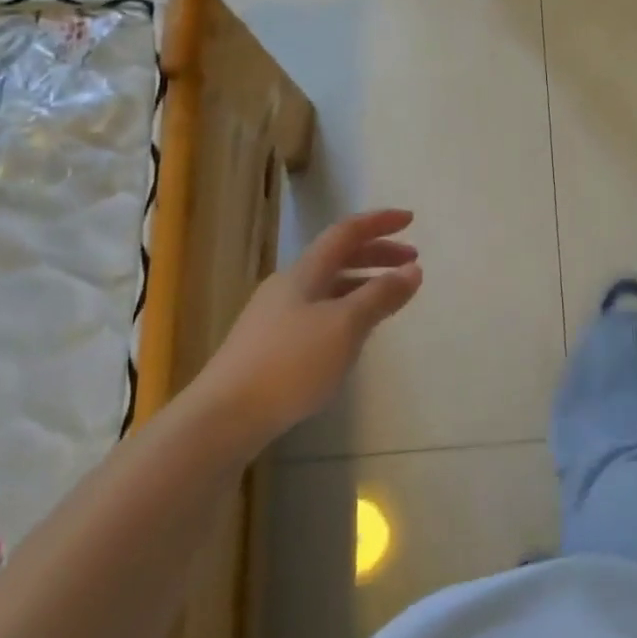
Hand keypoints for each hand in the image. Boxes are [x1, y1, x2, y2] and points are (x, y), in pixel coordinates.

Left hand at [193, 209, 422, 453]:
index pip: (346, 233)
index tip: (411, 219)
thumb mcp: (345, 326)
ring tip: (389, 298)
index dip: (379, 222)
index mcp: (305, 272)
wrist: (222, 418)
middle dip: (376, 254)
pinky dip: (346, 310)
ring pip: (328, 287)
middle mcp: (288, 286)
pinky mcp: (269, 347)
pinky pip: (318, 313)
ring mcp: (275, 317)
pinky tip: (353, 335)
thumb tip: (413, 270)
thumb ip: (380, 296)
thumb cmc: (289, 364)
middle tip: (411, 262)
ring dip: (362, 283)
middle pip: (337, 257)